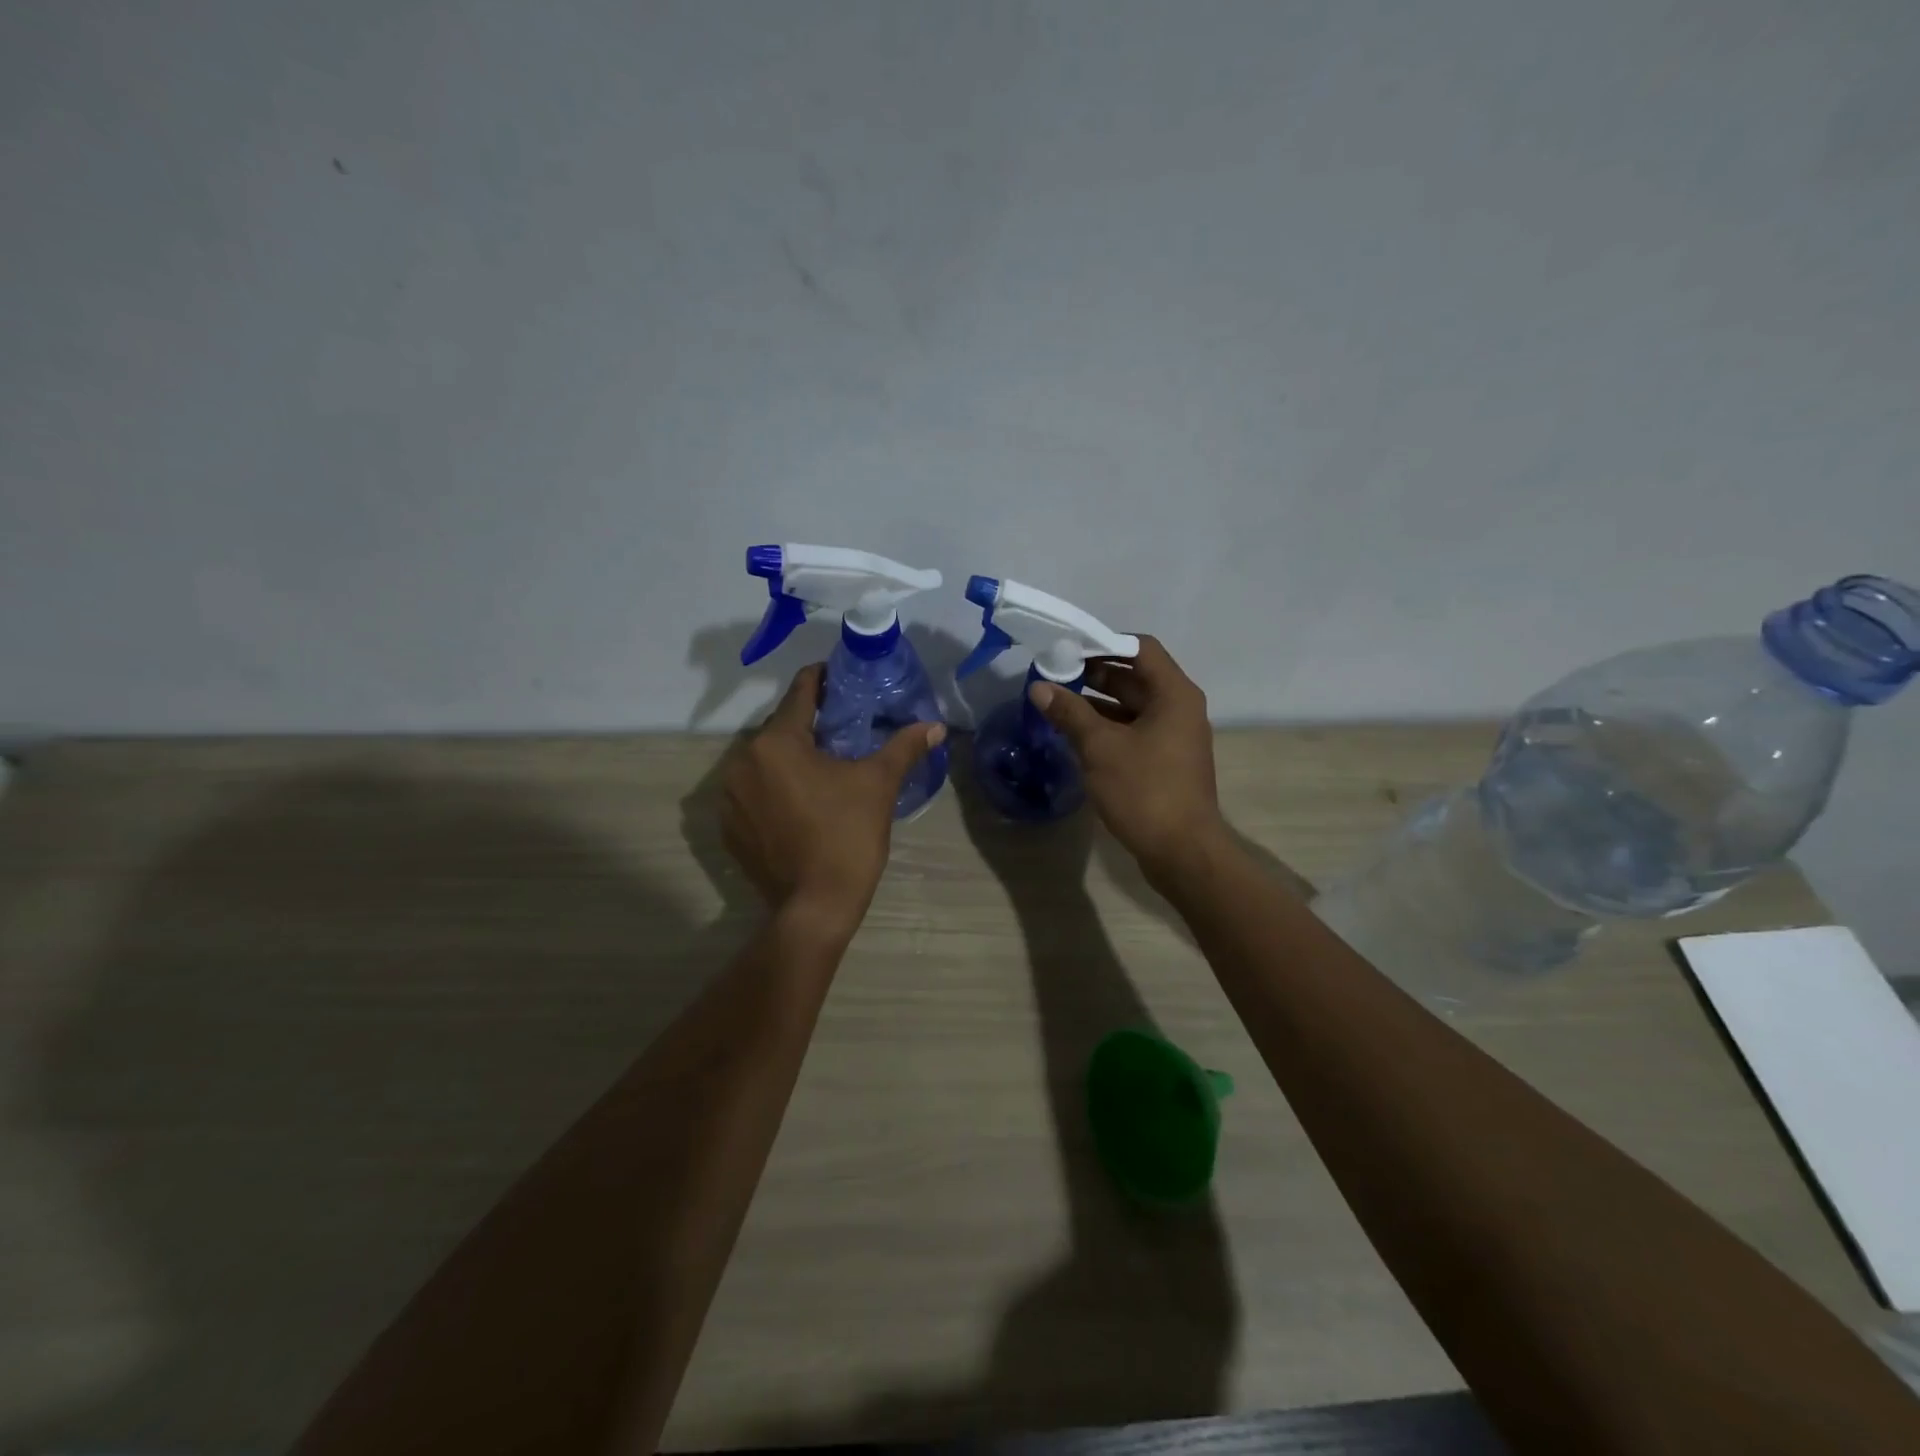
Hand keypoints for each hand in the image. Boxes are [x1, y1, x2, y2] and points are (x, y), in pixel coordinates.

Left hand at [721, 664, 945, 930]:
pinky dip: (772, 788)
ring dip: (789, 757)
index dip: (823, 680)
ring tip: (822, 767)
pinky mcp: (728, 827)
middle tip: (843, 728)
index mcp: (777, 742)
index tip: (842, 677)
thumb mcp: (879, 784)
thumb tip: (935, 725)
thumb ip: (904, 746)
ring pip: (764, 760)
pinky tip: (799, 802)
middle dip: (809, 724)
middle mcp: (742, 761)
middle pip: (780, 727)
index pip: (800, 692)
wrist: (816, 905)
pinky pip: (752, 792)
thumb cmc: (848, 836)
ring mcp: (730, 797)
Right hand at [1028, 635, 1223, 881]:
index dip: (1103, 643)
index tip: (1068, 649)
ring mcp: (1174, 736)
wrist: (1182, 852)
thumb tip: (1039, 687)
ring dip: (1097, 703)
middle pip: (1135, 676)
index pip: (1139, 648)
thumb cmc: (1144, 790)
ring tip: (1057, 703)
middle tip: (1054, 676)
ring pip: (1132, 706)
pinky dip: (1107, 727)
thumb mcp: (1100, 747)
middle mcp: (1179, 708)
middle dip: (1094, 674)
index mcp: (1173, 694)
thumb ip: (1069, 713)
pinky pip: (1134, 731)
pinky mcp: (1165, 761)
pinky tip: (1076, 734)